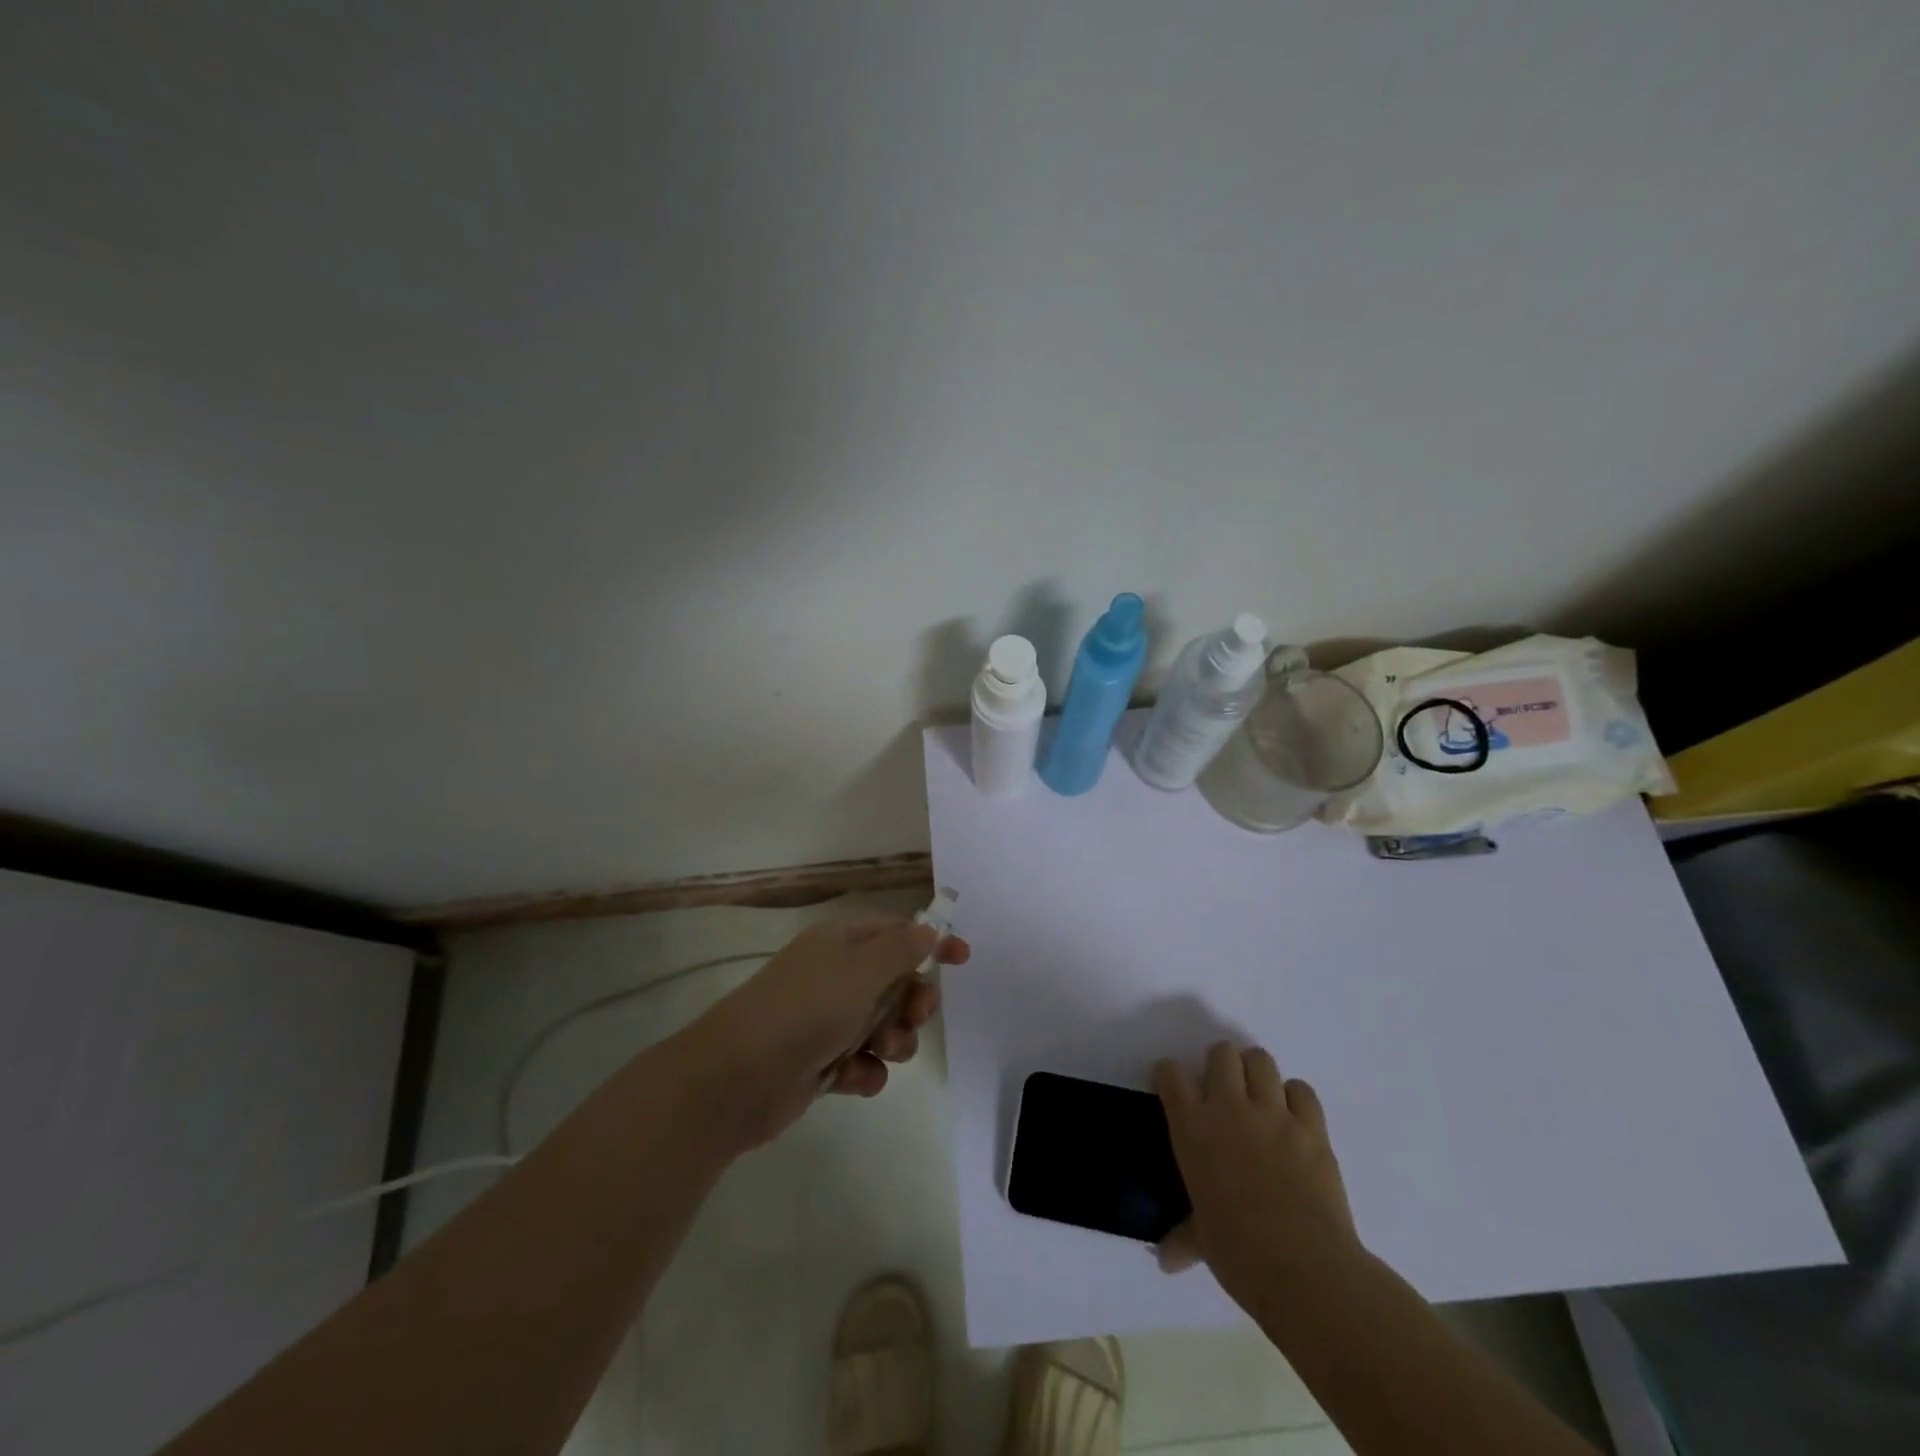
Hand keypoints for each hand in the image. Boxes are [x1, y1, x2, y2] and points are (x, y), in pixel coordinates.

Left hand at [676, 918, 969, 1147]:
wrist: (738, 1078)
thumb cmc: (806, 1009)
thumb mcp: (862, 968)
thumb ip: (902, 948)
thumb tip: (928, 930)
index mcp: (842, 943)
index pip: (896, 933)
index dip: (931, 943)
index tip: (962, 959)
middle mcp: (836, 977)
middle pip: (896, 983)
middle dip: (912, 1002)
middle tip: (915, 1016)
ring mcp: (826, 1021)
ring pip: (884, 1027)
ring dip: (894, 1041)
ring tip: (879, 1050)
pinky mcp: (820, 1063)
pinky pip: (863, 1063)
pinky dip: (864, 1071)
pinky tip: (852, 1078)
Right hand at [1154, 1042, 1358, 1315]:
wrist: (1303, 1268)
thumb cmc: (1238, 1253)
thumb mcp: (1202, 1240)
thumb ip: (1184, 1238)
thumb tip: (1165, 1260)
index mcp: (1193, 1128)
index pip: (1170, 1075)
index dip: (1170, 1075)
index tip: (1174, 1086)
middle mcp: (1229, 1108)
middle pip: (1222, 1053)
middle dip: (1220, 1064)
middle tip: (1224, 1091)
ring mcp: (1274, 1114)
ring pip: (1261, 1060)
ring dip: (1256, 1073)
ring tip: (1259, 1098)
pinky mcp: (1312, 1128)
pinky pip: (1302, 1090)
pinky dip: (1296, 1098)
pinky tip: (1294, 1119)